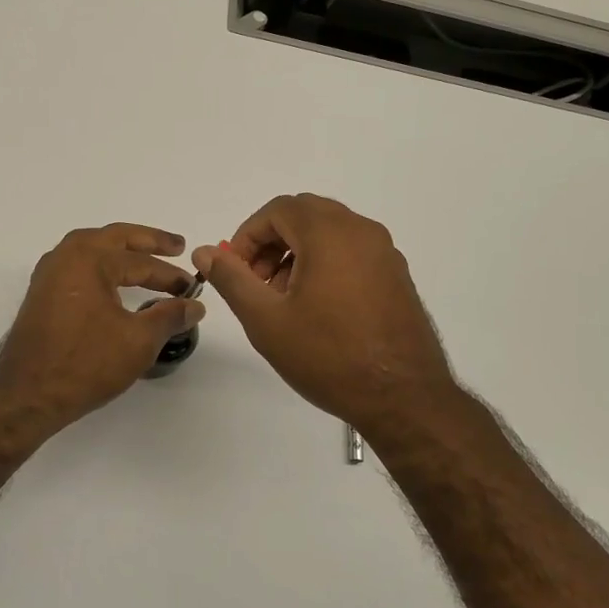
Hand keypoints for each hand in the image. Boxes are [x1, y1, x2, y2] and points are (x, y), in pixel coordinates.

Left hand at [0, 223, 205, 434]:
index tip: (193, 287)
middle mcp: (66, 257)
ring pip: (93, 248)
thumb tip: (195, 305)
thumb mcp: (138, 341)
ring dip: (122, 250)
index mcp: (90, 259)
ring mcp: (49, 274)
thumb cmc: (85, 364)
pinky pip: (78, 266)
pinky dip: (101, 265)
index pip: (141, 262)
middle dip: (148, 241)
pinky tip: (111, 280)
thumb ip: (169, 317)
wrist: (27, 395)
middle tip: (177, 246)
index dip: (171, 275)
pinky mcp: (42, 294)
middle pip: (115, 239)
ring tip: (146, 257)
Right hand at [193, 194, 460, 437]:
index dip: (248, 235)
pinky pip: (352, 251)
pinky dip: (325, 263)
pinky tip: (317, 307)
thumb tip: (205, 251)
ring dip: (297, 252)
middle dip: (272, 242)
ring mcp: (385, 253)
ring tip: (283, 299)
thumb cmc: (328, 355)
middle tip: (256, 282)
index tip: (236, 270)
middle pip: (305, 215)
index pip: (278, 210)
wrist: (403, 397)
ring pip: (330, 232)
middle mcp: (361, 231)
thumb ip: (232, 279)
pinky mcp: (397, 275)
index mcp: (330, 233)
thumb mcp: (266, 319)